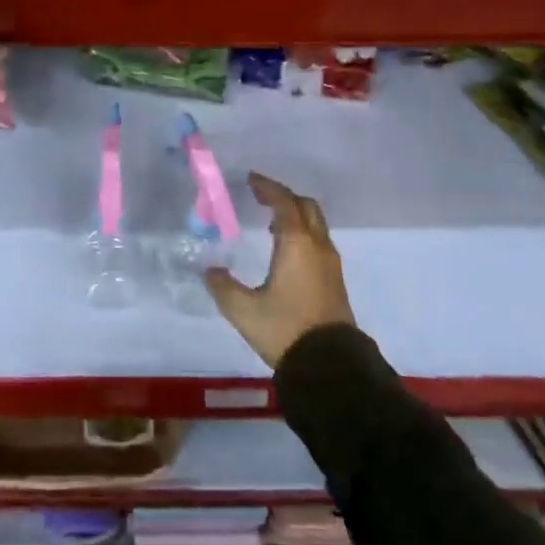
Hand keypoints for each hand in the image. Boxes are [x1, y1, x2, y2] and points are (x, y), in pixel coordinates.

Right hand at [205, 172, 357, 367]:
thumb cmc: (286, 329)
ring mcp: (330, 262)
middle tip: (261, 197)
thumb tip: (210, 271)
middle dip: (284, 196)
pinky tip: (286, 250)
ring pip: (315, 223)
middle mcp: (317, 245)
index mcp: (296, 243)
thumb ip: (223, 287)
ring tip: (271, 222)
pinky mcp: (335, 279)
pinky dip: (303, 232)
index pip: (283, 202)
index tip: (251, 180)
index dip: (267, 187)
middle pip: (305, 206)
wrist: (330, 364)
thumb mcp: (244, 310)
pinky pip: (318, 240)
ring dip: (295, 215)